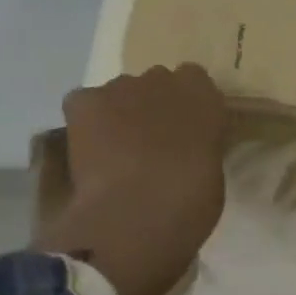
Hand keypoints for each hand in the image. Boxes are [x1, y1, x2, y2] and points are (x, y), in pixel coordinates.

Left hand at [37, 65, 226, 294]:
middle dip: (153, 107)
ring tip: (115, 154)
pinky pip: (84, 103)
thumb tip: (185, 153)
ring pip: (119, 93)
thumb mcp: (211, 174)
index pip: (195, 81)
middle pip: (156, 83)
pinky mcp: (85, 101)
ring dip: (120, 114)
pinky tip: (89, 151)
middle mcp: (162, 80)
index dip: (186, 107)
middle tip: (151, 145)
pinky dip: (86, 122)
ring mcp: (120, 87)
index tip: (185, 132)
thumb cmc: (189, 204)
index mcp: (202, 95)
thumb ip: (199, 149)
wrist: (137, 214)